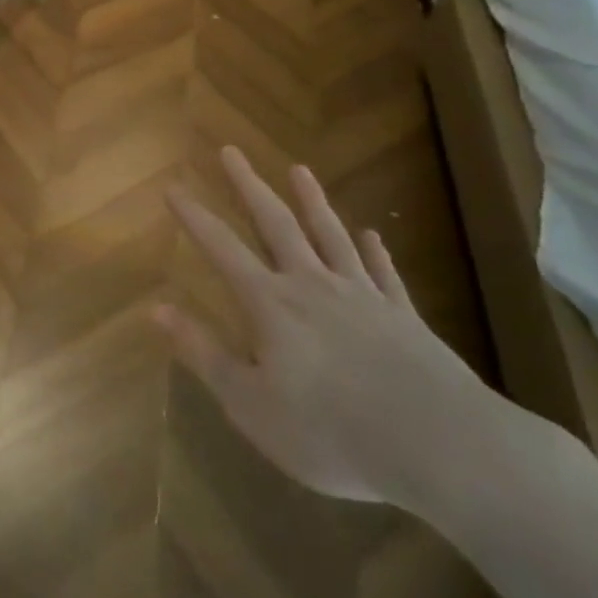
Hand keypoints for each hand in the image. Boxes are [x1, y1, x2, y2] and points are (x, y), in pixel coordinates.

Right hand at [155, 149, 500, 507]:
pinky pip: (383, 273)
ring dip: (312, 201)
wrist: (442, 446)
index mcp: (270, 305)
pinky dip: (375, 251)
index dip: (194, 217)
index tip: (172, 187)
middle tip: (231, 151)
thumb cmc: (331, 432)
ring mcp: (362, 296)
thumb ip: (203, 353)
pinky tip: (371, 234)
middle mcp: (312, 286)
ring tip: (299, 169)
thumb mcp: (250, 404)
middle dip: (249, 186)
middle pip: (276, 224)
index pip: (222, 249)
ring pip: (331, 236)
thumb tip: (156, 309)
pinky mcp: (404, 316)